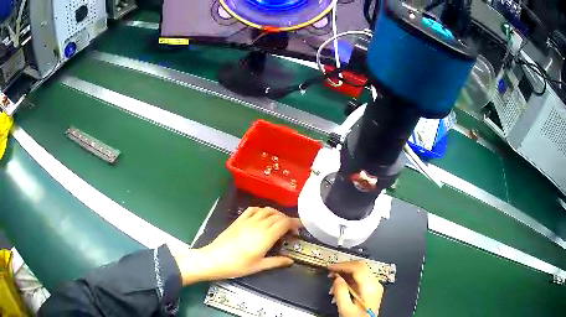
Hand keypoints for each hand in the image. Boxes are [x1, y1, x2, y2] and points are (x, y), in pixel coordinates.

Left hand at [176, 207, 301, 285]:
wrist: (215, 259)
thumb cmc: (238, 265)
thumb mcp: (259, 266)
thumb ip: (276, 262)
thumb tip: (290, 260)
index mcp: (266, 236)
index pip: (285, 223)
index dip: (295, 223)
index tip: (300, 228)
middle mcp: (258, 224)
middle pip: (277, 215)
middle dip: (287, 220)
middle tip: (291, 229)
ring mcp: (247, 220)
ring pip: (266, 210)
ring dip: (276, 214)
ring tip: (279, 222)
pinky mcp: (238, 220)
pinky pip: (253, 209)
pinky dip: (261, 210)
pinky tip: (262, 217)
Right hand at [328, 261, 383, 316]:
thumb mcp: (345, 308)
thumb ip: (340, 292)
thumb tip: (336, 278)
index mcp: (370, 288)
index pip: (358, 268)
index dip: (342, 265)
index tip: (330, 267)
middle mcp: (375, 285)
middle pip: (360, 267)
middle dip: (344, 268)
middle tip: (331, 272)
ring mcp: (375, 287)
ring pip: (361, 272)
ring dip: (345, 275)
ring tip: (334, 285)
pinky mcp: (372, 290)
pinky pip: (361, 279)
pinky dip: (350, 281)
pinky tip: (341, 288)